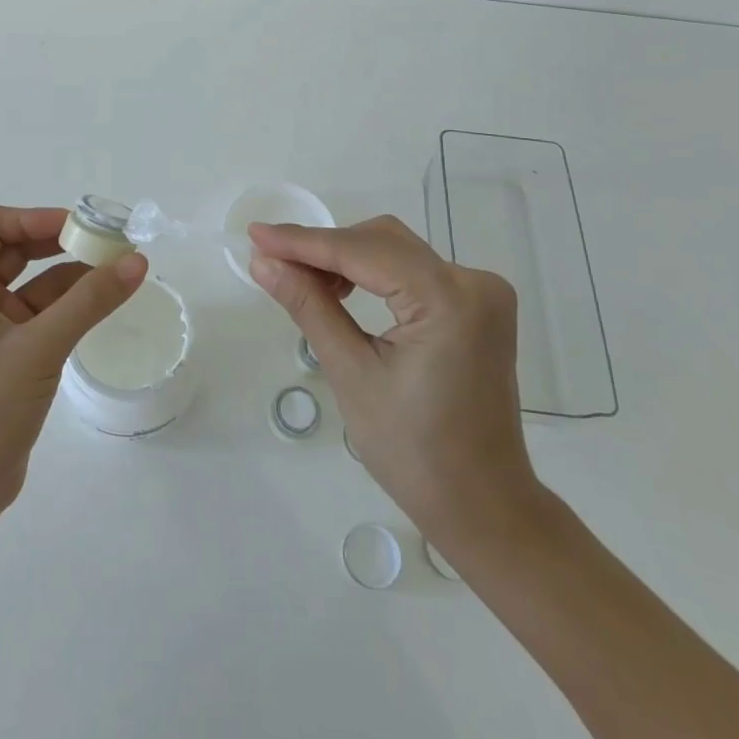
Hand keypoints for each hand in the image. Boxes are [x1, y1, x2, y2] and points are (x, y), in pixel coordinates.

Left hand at [0, 206, 146, 519]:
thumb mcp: (40, 347)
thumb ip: (90, 301)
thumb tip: (137, 260)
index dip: (34, 217)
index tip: (79, 226)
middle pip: (15, 249)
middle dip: (59, 242)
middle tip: (106, 242)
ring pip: (34, 283)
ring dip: (72, 274)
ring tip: (118, 269)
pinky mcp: (9, 354)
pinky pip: (42, 313)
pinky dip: (71, 304)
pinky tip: (104, 301)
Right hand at [248, 215, 542, 545]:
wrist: (481, 504)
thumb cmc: (413, 452)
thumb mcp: (351, 373)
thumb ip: (309, 306)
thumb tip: (263, 262)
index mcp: (449, 299)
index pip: (362, 251)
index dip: (304, 242)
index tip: (256, 234)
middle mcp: (474, 282)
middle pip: (382, 241)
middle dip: (325, 249)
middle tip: (276, 266)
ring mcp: (482, 292)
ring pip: (396, 250)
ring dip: (348, 259)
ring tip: (305, 285)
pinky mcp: (477, 306)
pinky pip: (414, 270)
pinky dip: (375, 274)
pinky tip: (344, 293)